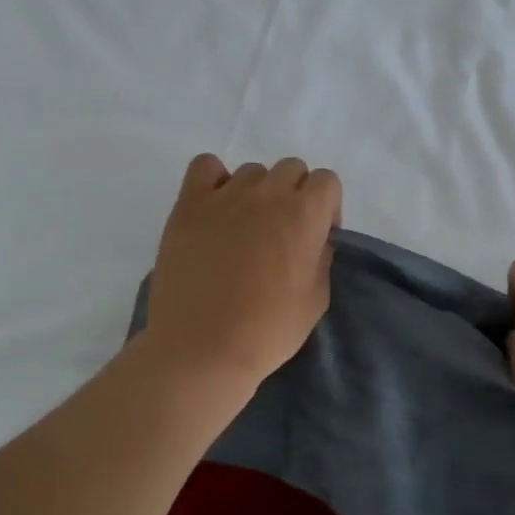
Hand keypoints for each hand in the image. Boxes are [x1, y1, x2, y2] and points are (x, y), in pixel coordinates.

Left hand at [141, 154, 341, 390]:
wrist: (201, 348)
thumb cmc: (267, 331)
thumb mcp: (317, 299)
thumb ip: (321, 257)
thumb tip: (314, 239)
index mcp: (304, 215)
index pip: (326, 181)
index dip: (326, 208)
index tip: (315, 237)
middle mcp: (267, 195)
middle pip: (291, 169)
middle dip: (294, 195)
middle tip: (281, 233)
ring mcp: (224, 196)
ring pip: (251, 172)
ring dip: (256, 193)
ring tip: (243, 229)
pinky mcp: (188, 205)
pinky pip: (205, 166)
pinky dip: (214, 180)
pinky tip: (215, 210)